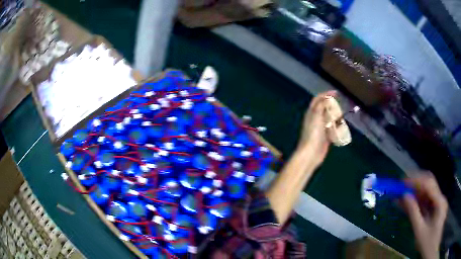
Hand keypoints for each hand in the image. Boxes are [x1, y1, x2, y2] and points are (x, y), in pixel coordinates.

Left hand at [297, 91, 335, 166]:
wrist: (311, 153)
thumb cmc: (313, 133)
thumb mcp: (316, 116)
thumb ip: (321, 105)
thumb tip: (327, 97)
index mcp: (311, 113)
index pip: (318, 99)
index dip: (326, 94)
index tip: (336, 93)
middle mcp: (315, 119)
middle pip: (324, 108)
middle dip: (332, 105)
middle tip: (341, 104)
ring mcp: (320, 128)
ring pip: (329, 118)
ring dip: (335, 116)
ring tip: (342, 114)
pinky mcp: (325, 137)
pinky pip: (332, 129)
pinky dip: (337, 126)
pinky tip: (342, 126)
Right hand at [400, 174, 447, 258]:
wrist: (432, 249)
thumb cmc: (427, 242)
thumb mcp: (420, 231)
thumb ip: (414, 213)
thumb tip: (404, 196)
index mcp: (439, 202)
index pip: (429, 184)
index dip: (416, 181)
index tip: (403, 182)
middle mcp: (440, 198)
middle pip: (429, 183)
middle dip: (415, 182)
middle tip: (402, 185)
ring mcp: (438, 202)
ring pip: (426, 191)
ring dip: (414, 191)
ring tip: (401, 193)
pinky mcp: (434, 207)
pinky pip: (425, 200)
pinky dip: (416, 200)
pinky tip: (406, 202)